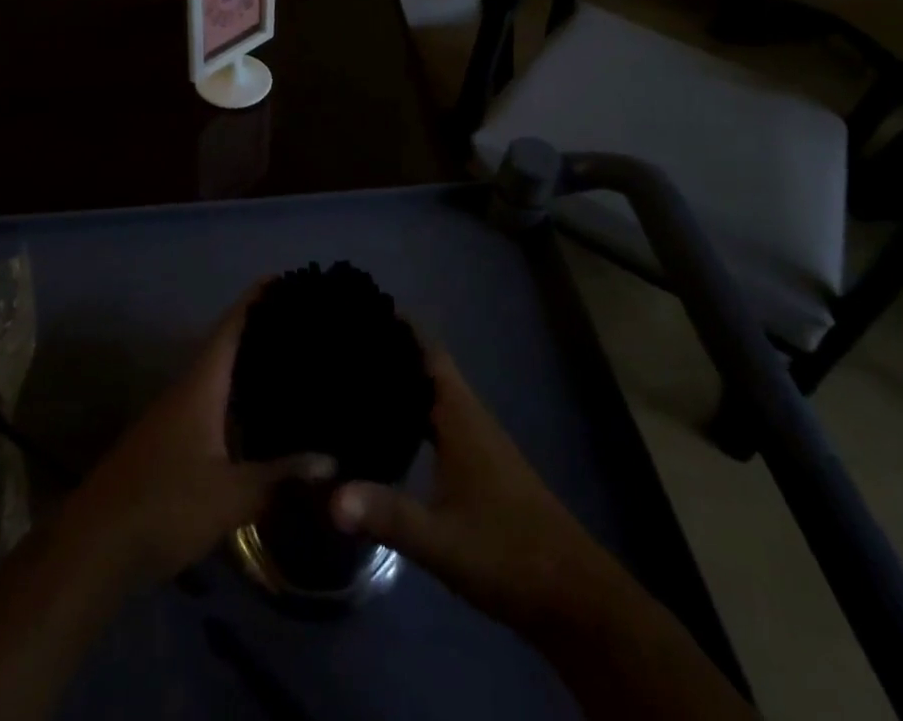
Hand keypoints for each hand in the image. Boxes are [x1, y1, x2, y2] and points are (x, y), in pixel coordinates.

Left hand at [63, 285, 332, 591]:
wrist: (94, 548)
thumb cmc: (164, 505)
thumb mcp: (230, 495)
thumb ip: (281, 477)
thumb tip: (333, 462)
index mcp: (202, 383)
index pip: (233, 325)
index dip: (259, 298)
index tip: (292, 280)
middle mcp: (189, 388)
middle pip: (230, 346)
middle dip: (266, 331)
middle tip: (310, 323)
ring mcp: (178, 416)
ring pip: (223, 378)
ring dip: (254, 368)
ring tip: (298, 364)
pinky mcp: (174, 444)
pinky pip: (217, 405)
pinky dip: (243, 401)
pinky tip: (267, 418)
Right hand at [329, 344, 623, 643]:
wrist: (572, 595)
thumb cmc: (508, 553)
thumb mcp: (441, 539)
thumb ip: (388, 515)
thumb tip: (330, 497)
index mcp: (461, 415)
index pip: (427, 350)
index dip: (398, 325)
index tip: (360, 308)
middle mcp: (468, 416)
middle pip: (426, 367)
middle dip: (390, 350)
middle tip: (342, 341)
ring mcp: (476, 442)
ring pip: (432, 394)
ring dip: (400, 381)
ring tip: (353, 377)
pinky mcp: (479, 467)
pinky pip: (437, 421)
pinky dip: (411, 413)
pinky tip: (386, 429)